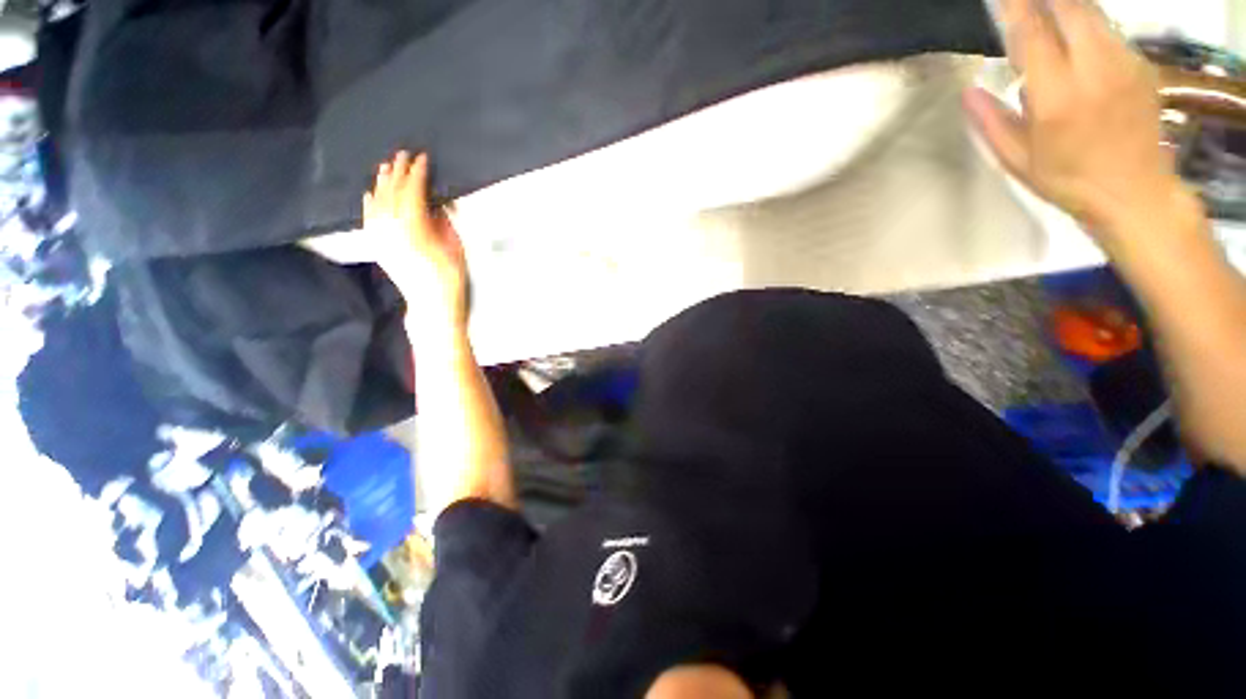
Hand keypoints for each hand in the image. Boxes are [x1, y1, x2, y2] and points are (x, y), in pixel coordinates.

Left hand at [365, 152, 467, 329]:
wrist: (432, 303)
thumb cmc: (450, 276)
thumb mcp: (455, 245)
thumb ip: (442, 220)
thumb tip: (435, 202)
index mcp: (414, 226)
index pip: (413, 191)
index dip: (418, 173)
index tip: (423, 158)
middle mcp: (391, 227)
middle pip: (392, 192)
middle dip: (398, 172)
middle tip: (403, 154)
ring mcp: (380, 236)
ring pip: (377, 202)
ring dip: (382, 183)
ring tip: (387, 166)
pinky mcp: (377, 245)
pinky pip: (369, 218)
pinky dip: (369, 203)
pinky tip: (370, 192)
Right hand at [964, 0, 1192, 246]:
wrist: (1136, 193)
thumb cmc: (1069, 181)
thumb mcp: (1018, 161)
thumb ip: (993, 123)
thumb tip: (969, 92)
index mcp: (1058, 97)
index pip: (1033, 34)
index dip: (1014, 8)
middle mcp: (1094, 69)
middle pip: (1070, 7)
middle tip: (1023, 4)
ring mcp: (1124, 63)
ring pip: (1091, 12)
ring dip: (1065, 8)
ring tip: (1045, 19)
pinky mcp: (1140, 64)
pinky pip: (1108, 29)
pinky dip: (1085, 24)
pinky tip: (1074, 41)